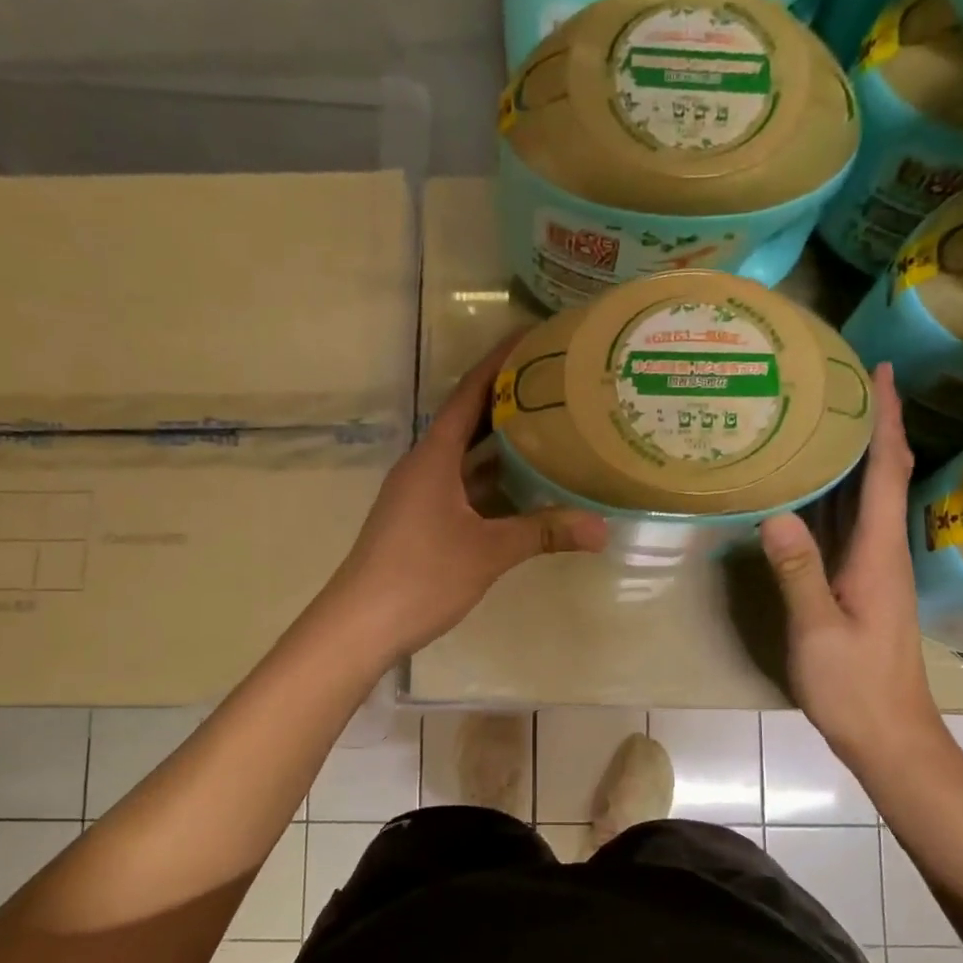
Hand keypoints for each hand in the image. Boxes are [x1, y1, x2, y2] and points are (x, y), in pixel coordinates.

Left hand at [322, 338, 606, 659]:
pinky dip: (494, 485)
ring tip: (553, 432)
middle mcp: (425, 466)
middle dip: (511, 403)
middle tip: (559, 387)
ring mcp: (420, 496)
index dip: (501, 363)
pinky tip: (525, 492)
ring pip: (468, 460)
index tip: (534, 339)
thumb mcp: (488, 552)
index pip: (470, 393)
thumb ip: (544, 533)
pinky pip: (464, 489)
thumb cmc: (420, 575)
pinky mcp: (421, 522)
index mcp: (434, 456)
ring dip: (504, 447)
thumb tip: (602, 529)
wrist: (360, 624)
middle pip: (470, 422)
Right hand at [757, 363, 943, 766]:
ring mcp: (871, 569)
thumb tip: (775, 515)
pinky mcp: (859, 586)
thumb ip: (798, 573)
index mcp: (878, 553)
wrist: (889, 735)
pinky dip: (836, 495)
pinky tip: (809, 489)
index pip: (888, 471)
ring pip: (865, 499)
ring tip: (823, 419)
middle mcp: (881, 551)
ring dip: (854, 455)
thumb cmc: (856, 686)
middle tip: (842, 381)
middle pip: (882, 474)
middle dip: (871, 424)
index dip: (886, 419)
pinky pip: (848, 525)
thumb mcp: (818, 631)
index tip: (882, 370)